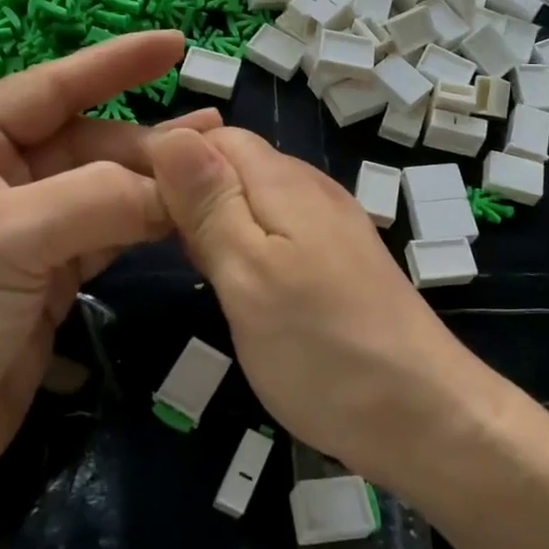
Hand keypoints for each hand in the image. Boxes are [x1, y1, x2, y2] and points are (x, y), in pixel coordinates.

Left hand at [0, 31, 221, 498]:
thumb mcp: (4, 239)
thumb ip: (97, 200)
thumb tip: (178, 184)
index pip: (50, 89)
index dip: (114, 64)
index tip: (175, 44)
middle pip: (88, 145)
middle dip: (148, 143)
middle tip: (218, 141)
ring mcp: (25, 233)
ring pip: (104, 193)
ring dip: (154, 186)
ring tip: (214, 175)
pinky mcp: (48, 282)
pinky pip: (108, 239)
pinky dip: (144, 230)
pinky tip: (184, 221)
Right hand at [149, 126, 492, 486]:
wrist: (424, 414)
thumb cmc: (322, 348)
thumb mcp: (248, 274)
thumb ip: (210, 204)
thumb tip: (171, 134)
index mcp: (286, 182)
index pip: (215, 137)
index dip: (168, 157)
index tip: (124, 200)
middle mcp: (313, 191)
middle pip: (237, 165)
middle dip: (189, 190)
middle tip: (149, 240)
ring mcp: (333, 227)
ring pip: (257, 200)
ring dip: (216, 220)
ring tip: (185, 263)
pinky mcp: (342, 264)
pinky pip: (281, 233)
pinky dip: (247, 246)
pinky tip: (236, 283)